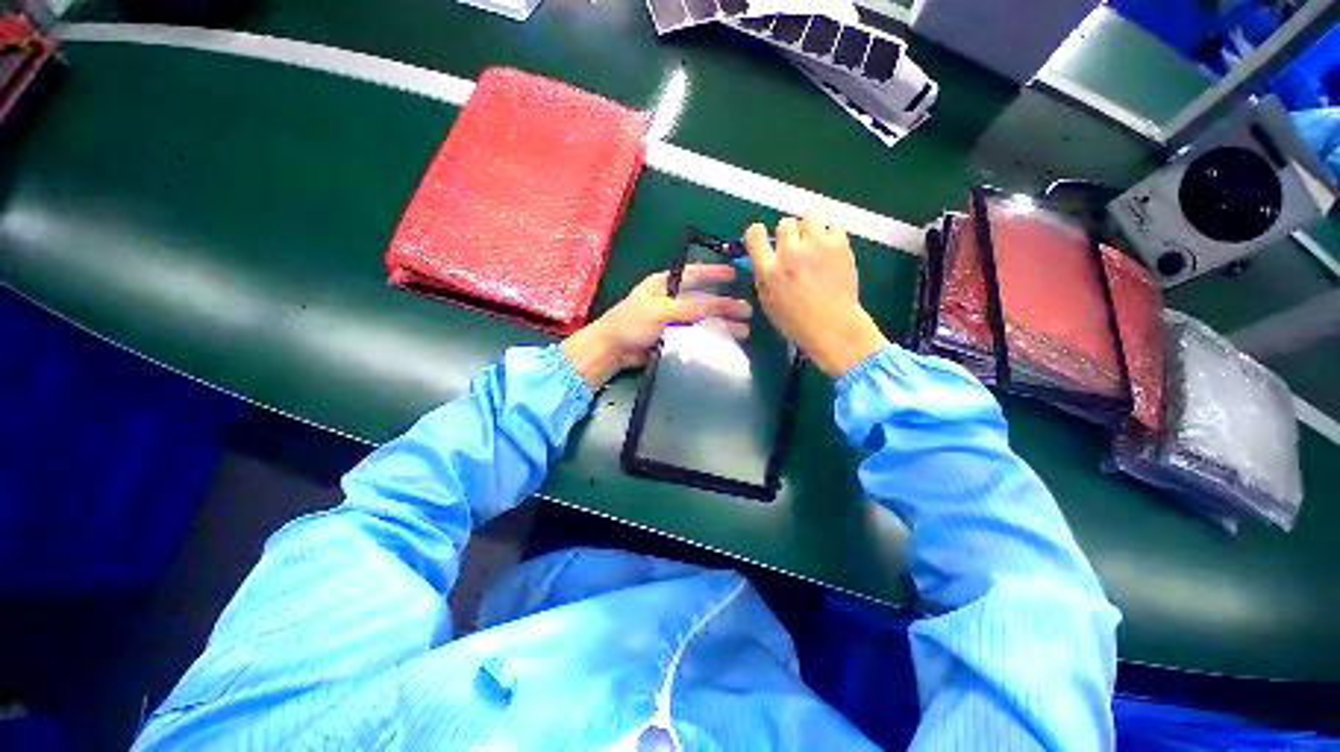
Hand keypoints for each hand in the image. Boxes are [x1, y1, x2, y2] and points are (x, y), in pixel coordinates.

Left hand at [562, 265, 751, 388]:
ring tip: (744, 330)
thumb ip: (684, 308)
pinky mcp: (674, 338)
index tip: (735, 275)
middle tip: (747, 310)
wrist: (613, 350)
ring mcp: (674, 320)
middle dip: (725, 304)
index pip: (693, 274)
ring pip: (703, 319)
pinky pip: (696, 335)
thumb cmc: (630, 323)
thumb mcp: (657, 310)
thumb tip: (710, 308)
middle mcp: (672, 299)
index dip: (714, 273)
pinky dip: (711, 337)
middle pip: (703, 299)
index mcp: (664, 284)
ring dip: (722, 323)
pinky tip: (726, 342)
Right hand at [745, 215, 888, 378]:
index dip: (758, 233)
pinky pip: (833, 226)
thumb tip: (765, 258)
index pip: (755, 233)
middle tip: (796, 248)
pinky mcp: (839, 245)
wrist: (833, 326)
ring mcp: (816, 246)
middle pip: (785, 223)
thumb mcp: (768, 302)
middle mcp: (789, 253)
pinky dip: (831, 236)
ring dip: (810, 230)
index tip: (764, 239)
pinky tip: (832, 250)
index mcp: (768, 270)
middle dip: (789, 234)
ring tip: (815, 245)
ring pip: (809, 218)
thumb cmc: (796, 322)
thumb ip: (764, 276)